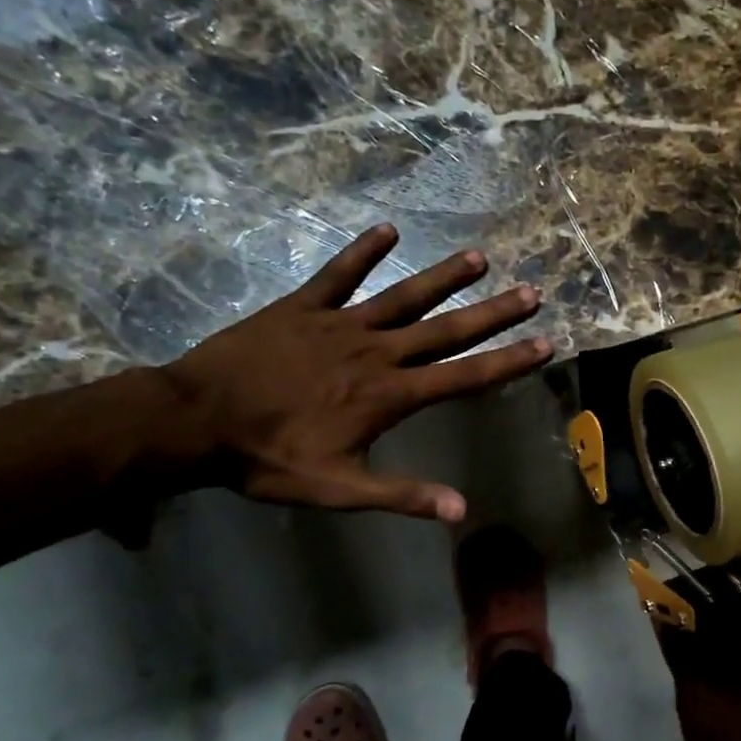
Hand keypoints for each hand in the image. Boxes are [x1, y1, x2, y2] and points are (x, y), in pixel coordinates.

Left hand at [159, 224, 549, 520]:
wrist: (195, 422)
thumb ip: (403, 494)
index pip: (464, 376)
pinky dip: (362, 252)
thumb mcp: (339, 489)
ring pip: (403, 296)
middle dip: (493, 313)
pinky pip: (338, 274)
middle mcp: (376, 353)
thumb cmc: (270, 459)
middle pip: (446, 330)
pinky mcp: (302, 308)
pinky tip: (388, 230)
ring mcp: (340, 325)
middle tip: (531, 292)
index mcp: (389, 395)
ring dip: (443, 277)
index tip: (545, 344)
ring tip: (479, 258)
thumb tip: (462, 510)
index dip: (508, 361)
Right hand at [661, 609, 740, 740]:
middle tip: (679, 645)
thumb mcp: (699, 696)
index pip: (736, 602)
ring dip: (725, 655)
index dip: (701, 607)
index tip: (674, 616)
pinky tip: (717, 692)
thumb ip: (681, 650)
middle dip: (712, 632)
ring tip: (692, 668)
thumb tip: (662, 612)